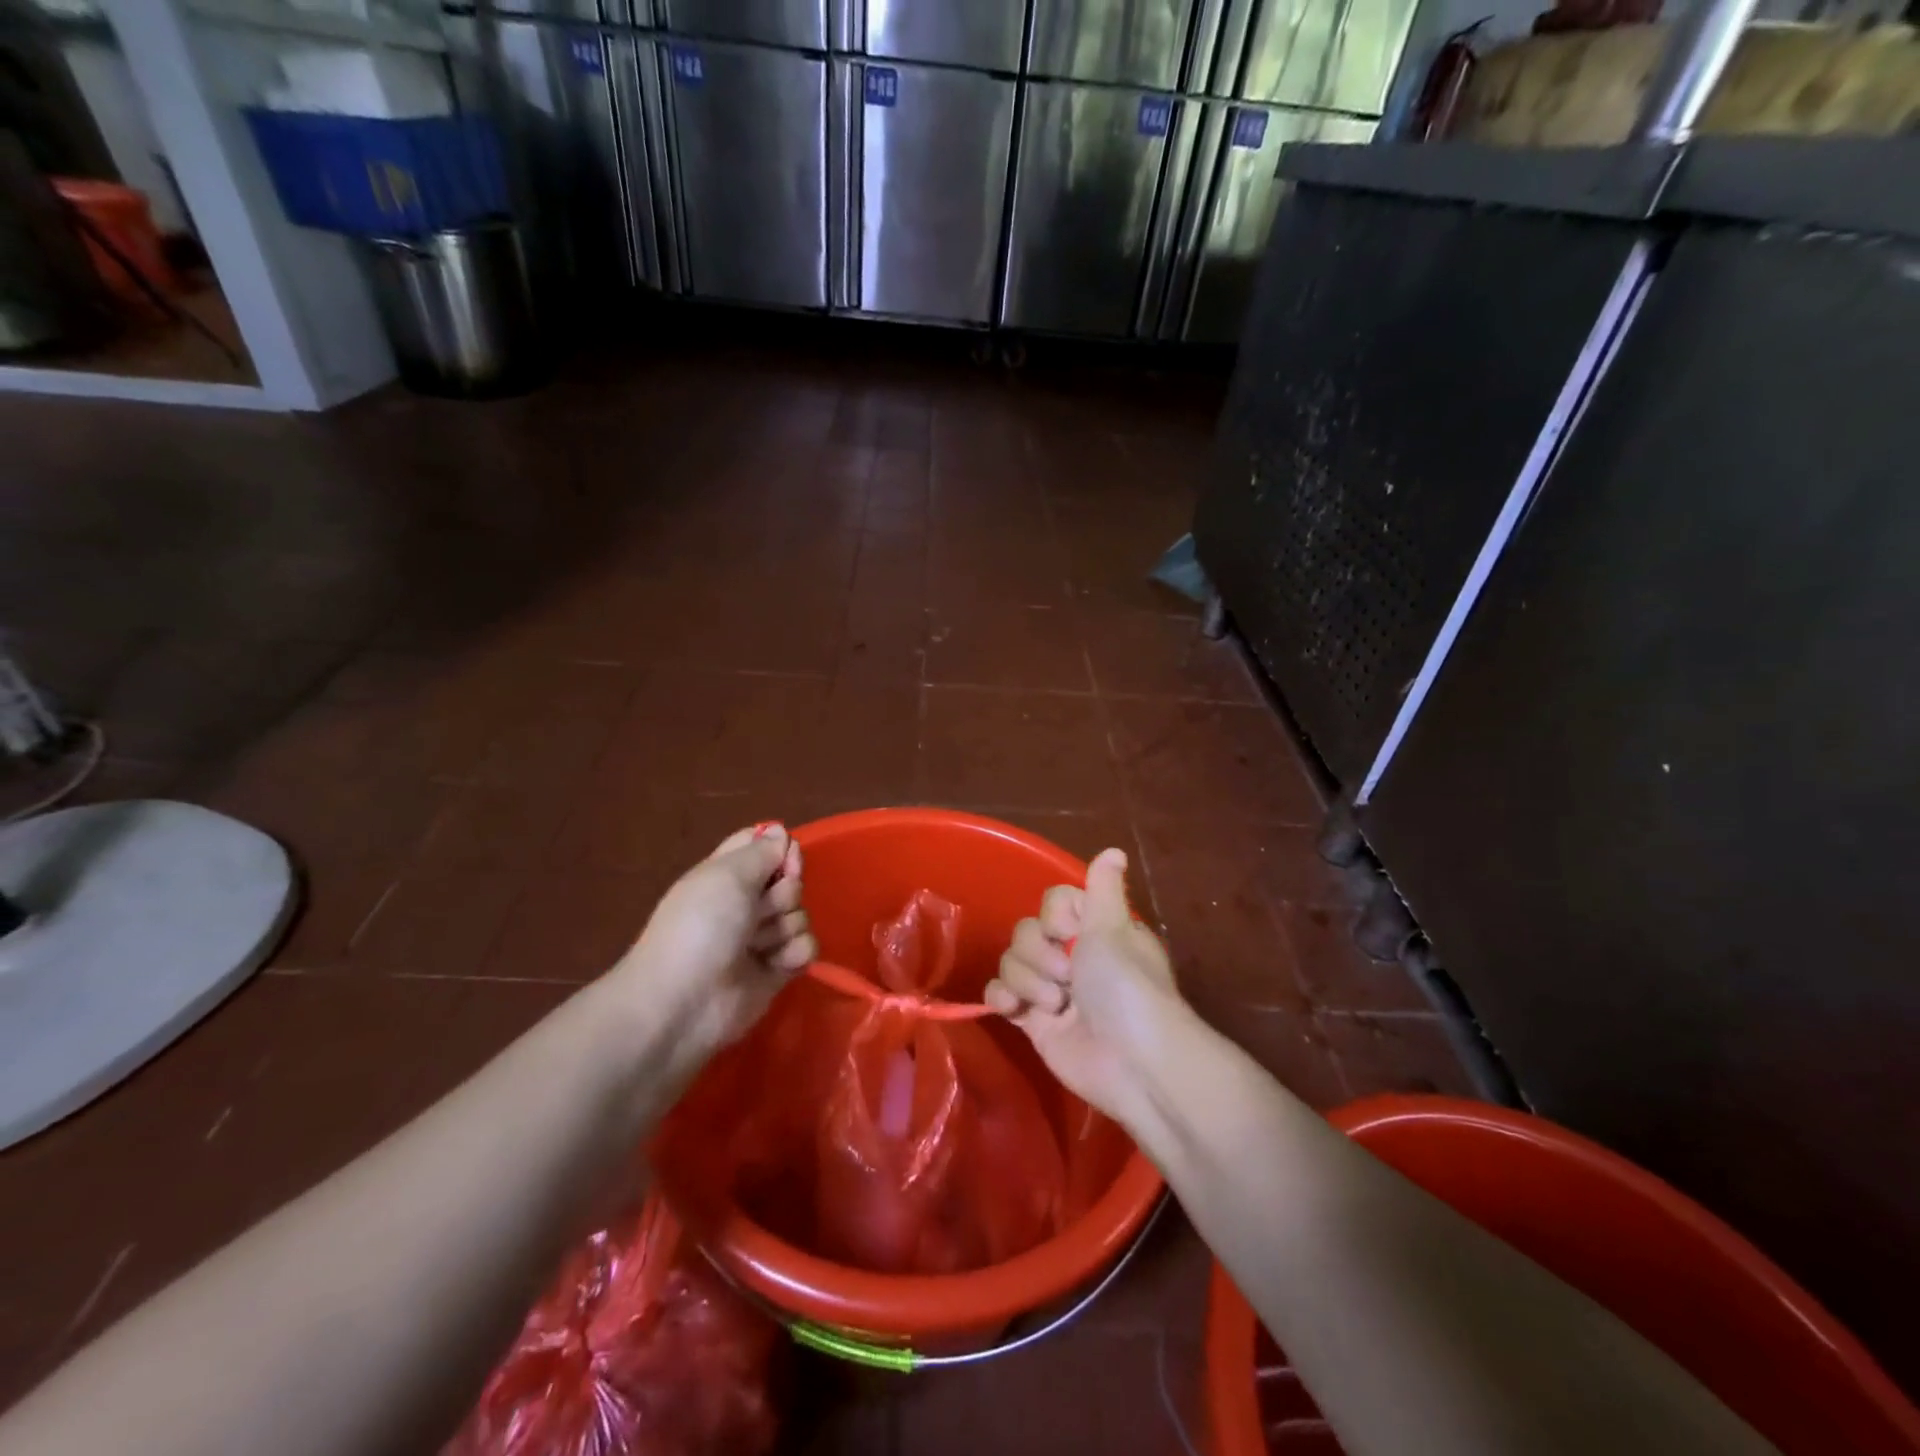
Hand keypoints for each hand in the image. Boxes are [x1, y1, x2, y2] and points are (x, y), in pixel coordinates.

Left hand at [617, 824, 816, 1055]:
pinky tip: (777, 964)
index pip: (763, 847)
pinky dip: (796, 953)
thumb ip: (761, 851)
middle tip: (760, 911)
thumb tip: (781, 832)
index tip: (785, 862)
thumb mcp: (727, 876)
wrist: (683, 1003)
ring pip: (800, 915)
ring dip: (786, 927)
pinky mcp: (778, 970)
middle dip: (784, 894)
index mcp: (727, 875)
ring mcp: (762, 938)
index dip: (780, 850)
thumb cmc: (701, 928)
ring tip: (759, 946)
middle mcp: (746, 904)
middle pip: (790, 881)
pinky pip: (806, 948)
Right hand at [984, 848, 1186, 1127]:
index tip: (1070, 934)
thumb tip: (1115, 850)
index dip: (1054, 917)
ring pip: (1011, 961)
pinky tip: (1016, 1009)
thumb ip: (1103, 888)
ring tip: (1057, 1005)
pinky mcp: (1033, 1020)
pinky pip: (1000, 993)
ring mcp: (1050, 988)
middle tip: (1068, 977)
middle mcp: (1072, 955)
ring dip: (1029, 981)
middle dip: (1041, 954)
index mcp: (1095, 930)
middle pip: (1026, 932)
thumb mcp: (1114, 929)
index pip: (1052, 903)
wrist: (1131, 1061)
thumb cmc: (1127, 987)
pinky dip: (1003, 998)